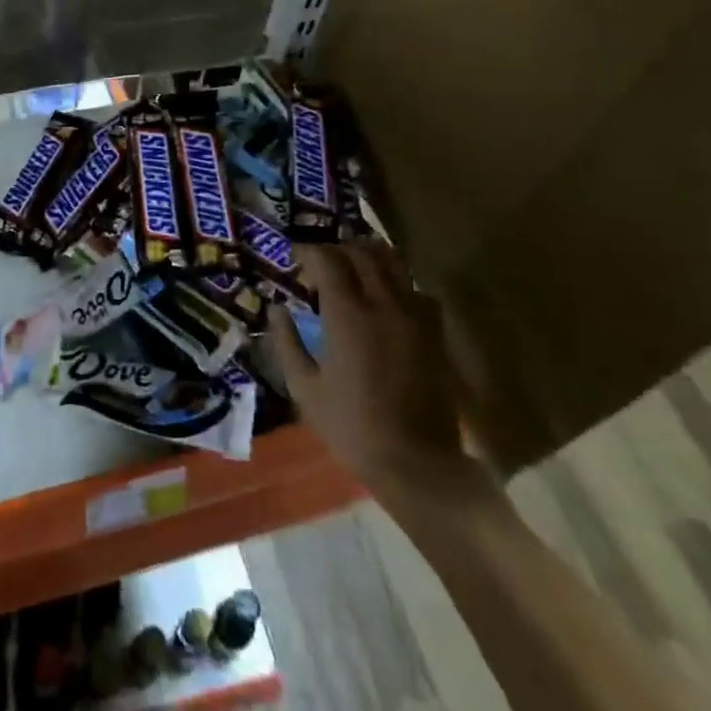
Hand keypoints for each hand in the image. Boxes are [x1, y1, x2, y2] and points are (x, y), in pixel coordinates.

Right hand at [268, 238, 497, 519]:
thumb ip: (286, 342)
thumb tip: (276, 309)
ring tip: (352, 267)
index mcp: (347, 313)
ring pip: (393, 262)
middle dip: (336, 248)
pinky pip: (416, 289)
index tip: (294, 256)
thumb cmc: (352, 426)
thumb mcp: (304, 388)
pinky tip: (387, 297)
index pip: (326, 258)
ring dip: (368, 256)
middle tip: (320, 260)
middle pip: (360, 252)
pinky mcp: (434, 331)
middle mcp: (382, 302)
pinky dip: (397, 282)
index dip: (307, 251)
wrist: (416, 462)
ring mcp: (413, 314)